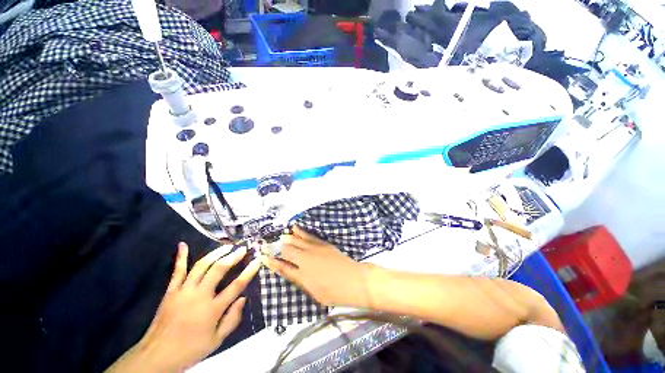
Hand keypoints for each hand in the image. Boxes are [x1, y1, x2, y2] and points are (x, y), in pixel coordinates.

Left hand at [106, 243, 260, 371]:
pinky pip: (177, 271)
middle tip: (242, 249)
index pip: (236, 286)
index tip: (257, 260)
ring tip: (226, 246)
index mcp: (212, 310)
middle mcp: (199, 296)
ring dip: (215, 254)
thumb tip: (244, 298)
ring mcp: (183, 291)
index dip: (248, 272)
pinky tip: (183, 244)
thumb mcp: (217, 341)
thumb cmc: (190, 349)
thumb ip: (232, 319)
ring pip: (201, 266)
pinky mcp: (170, 291)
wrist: (157, 356)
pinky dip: (181, 257)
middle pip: (218, 270)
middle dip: (233, 257)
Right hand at [262, 226, 373, 307]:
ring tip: (279, 235)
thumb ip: (298, 279)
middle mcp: (305, 258)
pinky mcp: (322, 243)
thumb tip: (287, 270)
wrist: (353, 279)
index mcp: (302, 273)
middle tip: (267, 244)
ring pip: (297, 240)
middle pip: (288, 250)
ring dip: (287, 237)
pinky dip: (300, 232)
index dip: (272, 261)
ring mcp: (314, 248)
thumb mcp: (312, 291)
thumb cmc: (333, 291)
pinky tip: (295, 228)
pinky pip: (308, 236)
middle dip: (277, 247)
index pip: (282, 266)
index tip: (263, 256)